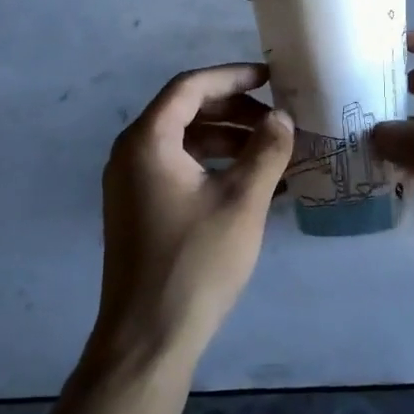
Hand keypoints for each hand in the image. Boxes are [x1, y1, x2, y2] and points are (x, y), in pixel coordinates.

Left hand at [93, 64, 295, 366]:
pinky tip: (250, 183)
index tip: (271, 79)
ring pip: (183, 142)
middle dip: (234, 110)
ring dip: (227, 140)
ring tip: (272, 151)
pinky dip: (213, 166)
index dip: (232, 77)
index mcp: (148, 141)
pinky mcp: (138, 209)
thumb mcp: (242, 201)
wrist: (148, 337)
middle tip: (276, 120)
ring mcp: (131, 183)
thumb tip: (282, 118)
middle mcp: (131, 153)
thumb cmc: (196, 262)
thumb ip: (266, 151)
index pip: (190, 87)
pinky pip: (178, 169)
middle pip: (185, 111)